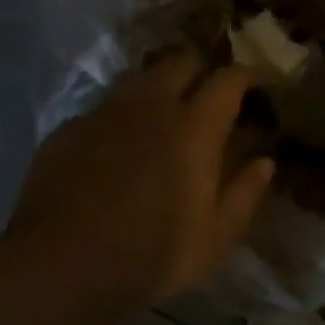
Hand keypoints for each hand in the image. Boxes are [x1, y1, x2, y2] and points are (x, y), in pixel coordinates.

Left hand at [8, 49, 274, 305]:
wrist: (60, 263)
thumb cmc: (150, 254)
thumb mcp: (214, 240)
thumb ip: (244, 195)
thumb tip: (264, 162)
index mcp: (194, 127)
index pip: (228, 79)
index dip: (246, 75)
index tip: (256, 82)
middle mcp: (151, 104)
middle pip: (182, 61)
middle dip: (201, 69)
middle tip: (208, 93)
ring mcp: (106, 111)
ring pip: (140, 76)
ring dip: (159, 84)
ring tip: (163, 109)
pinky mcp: (70, 126)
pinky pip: (104, 106)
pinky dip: (120, 114)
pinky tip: (116, 142)